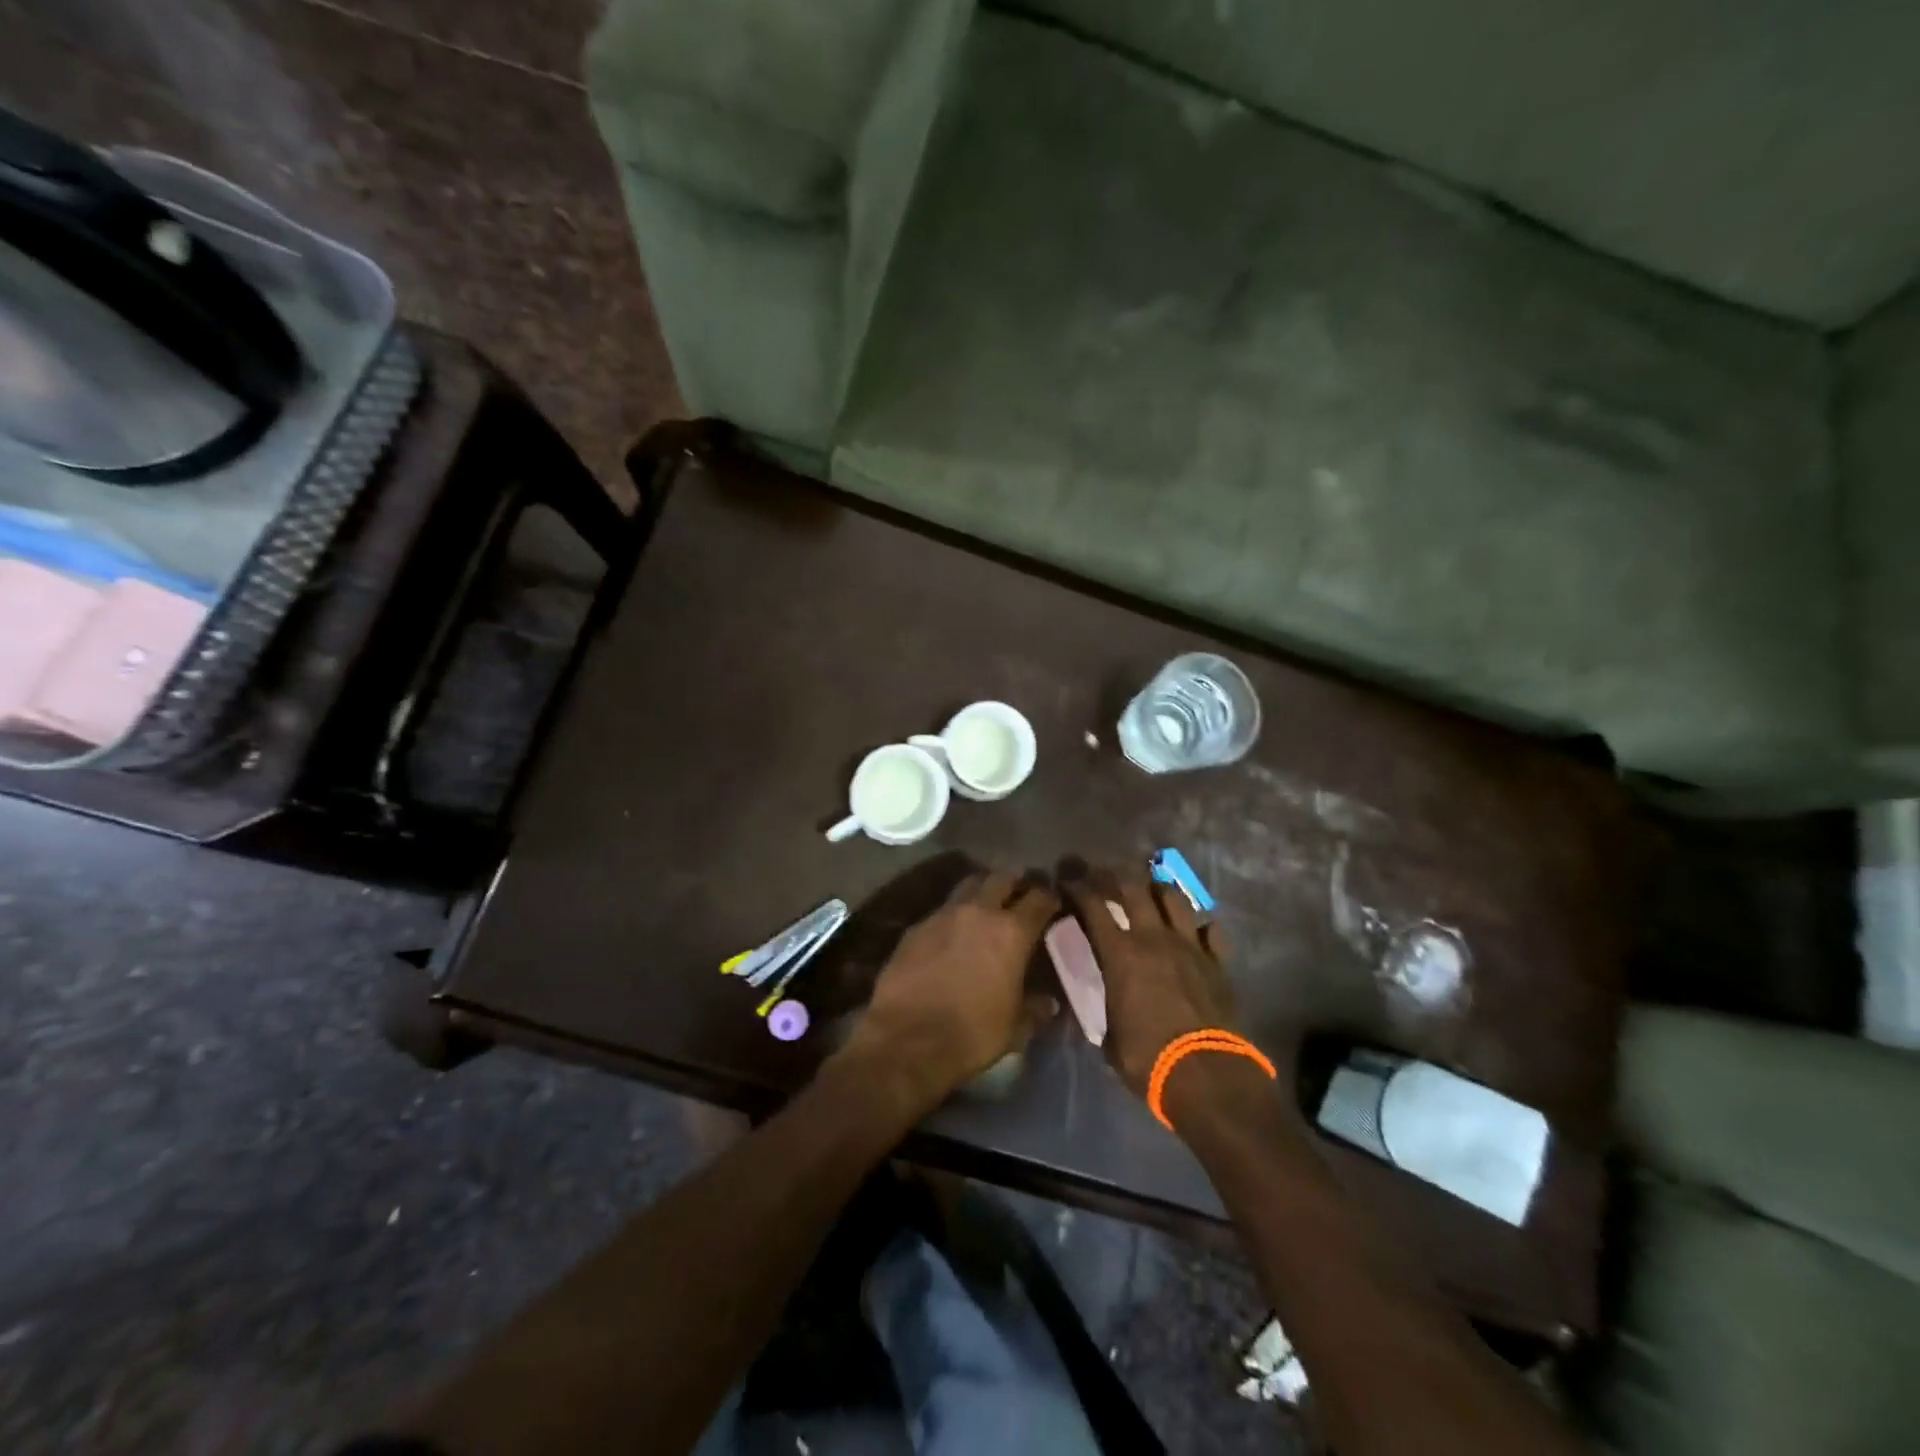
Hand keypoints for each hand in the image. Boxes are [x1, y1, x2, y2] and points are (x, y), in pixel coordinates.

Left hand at [840, 869, 1059, 1102]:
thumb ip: (1035, 1009)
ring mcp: (944, 915)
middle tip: (1020, 891)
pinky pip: (941, 910)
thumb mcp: (1015, 1028)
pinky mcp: (916, 927)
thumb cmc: (972, 1033)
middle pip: (1001, 878)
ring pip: (968, 885)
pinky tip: (952, 932)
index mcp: (1012, 932)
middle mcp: (979, 912)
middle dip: (1014, 881)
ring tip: (986, 903)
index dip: (1049, 897)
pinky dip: (953, 914)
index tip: (1052, 902)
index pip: (1039, 899)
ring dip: (981, 889)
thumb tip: (1049, 1003)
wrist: (907, 1038)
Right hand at [1057, 861, 1244, 1097]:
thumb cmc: (1148, 1059)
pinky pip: (1211, 930)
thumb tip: (1105, 1003)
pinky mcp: (1217, 962)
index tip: (1068, 880)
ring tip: (1150, 889)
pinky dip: (1201, 925)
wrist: (1207, 1075)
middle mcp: (1154, 938)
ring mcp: (1190, 946)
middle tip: (1104, 873)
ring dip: (1157, 888)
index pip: (1093, 906)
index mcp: (1120, 954)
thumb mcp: (1109, 1037)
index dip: (1077, 888)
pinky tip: (1196, 929)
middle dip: (1114, 874)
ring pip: (1173, 898)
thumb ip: (1106, 1008)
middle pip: (1133, 887)